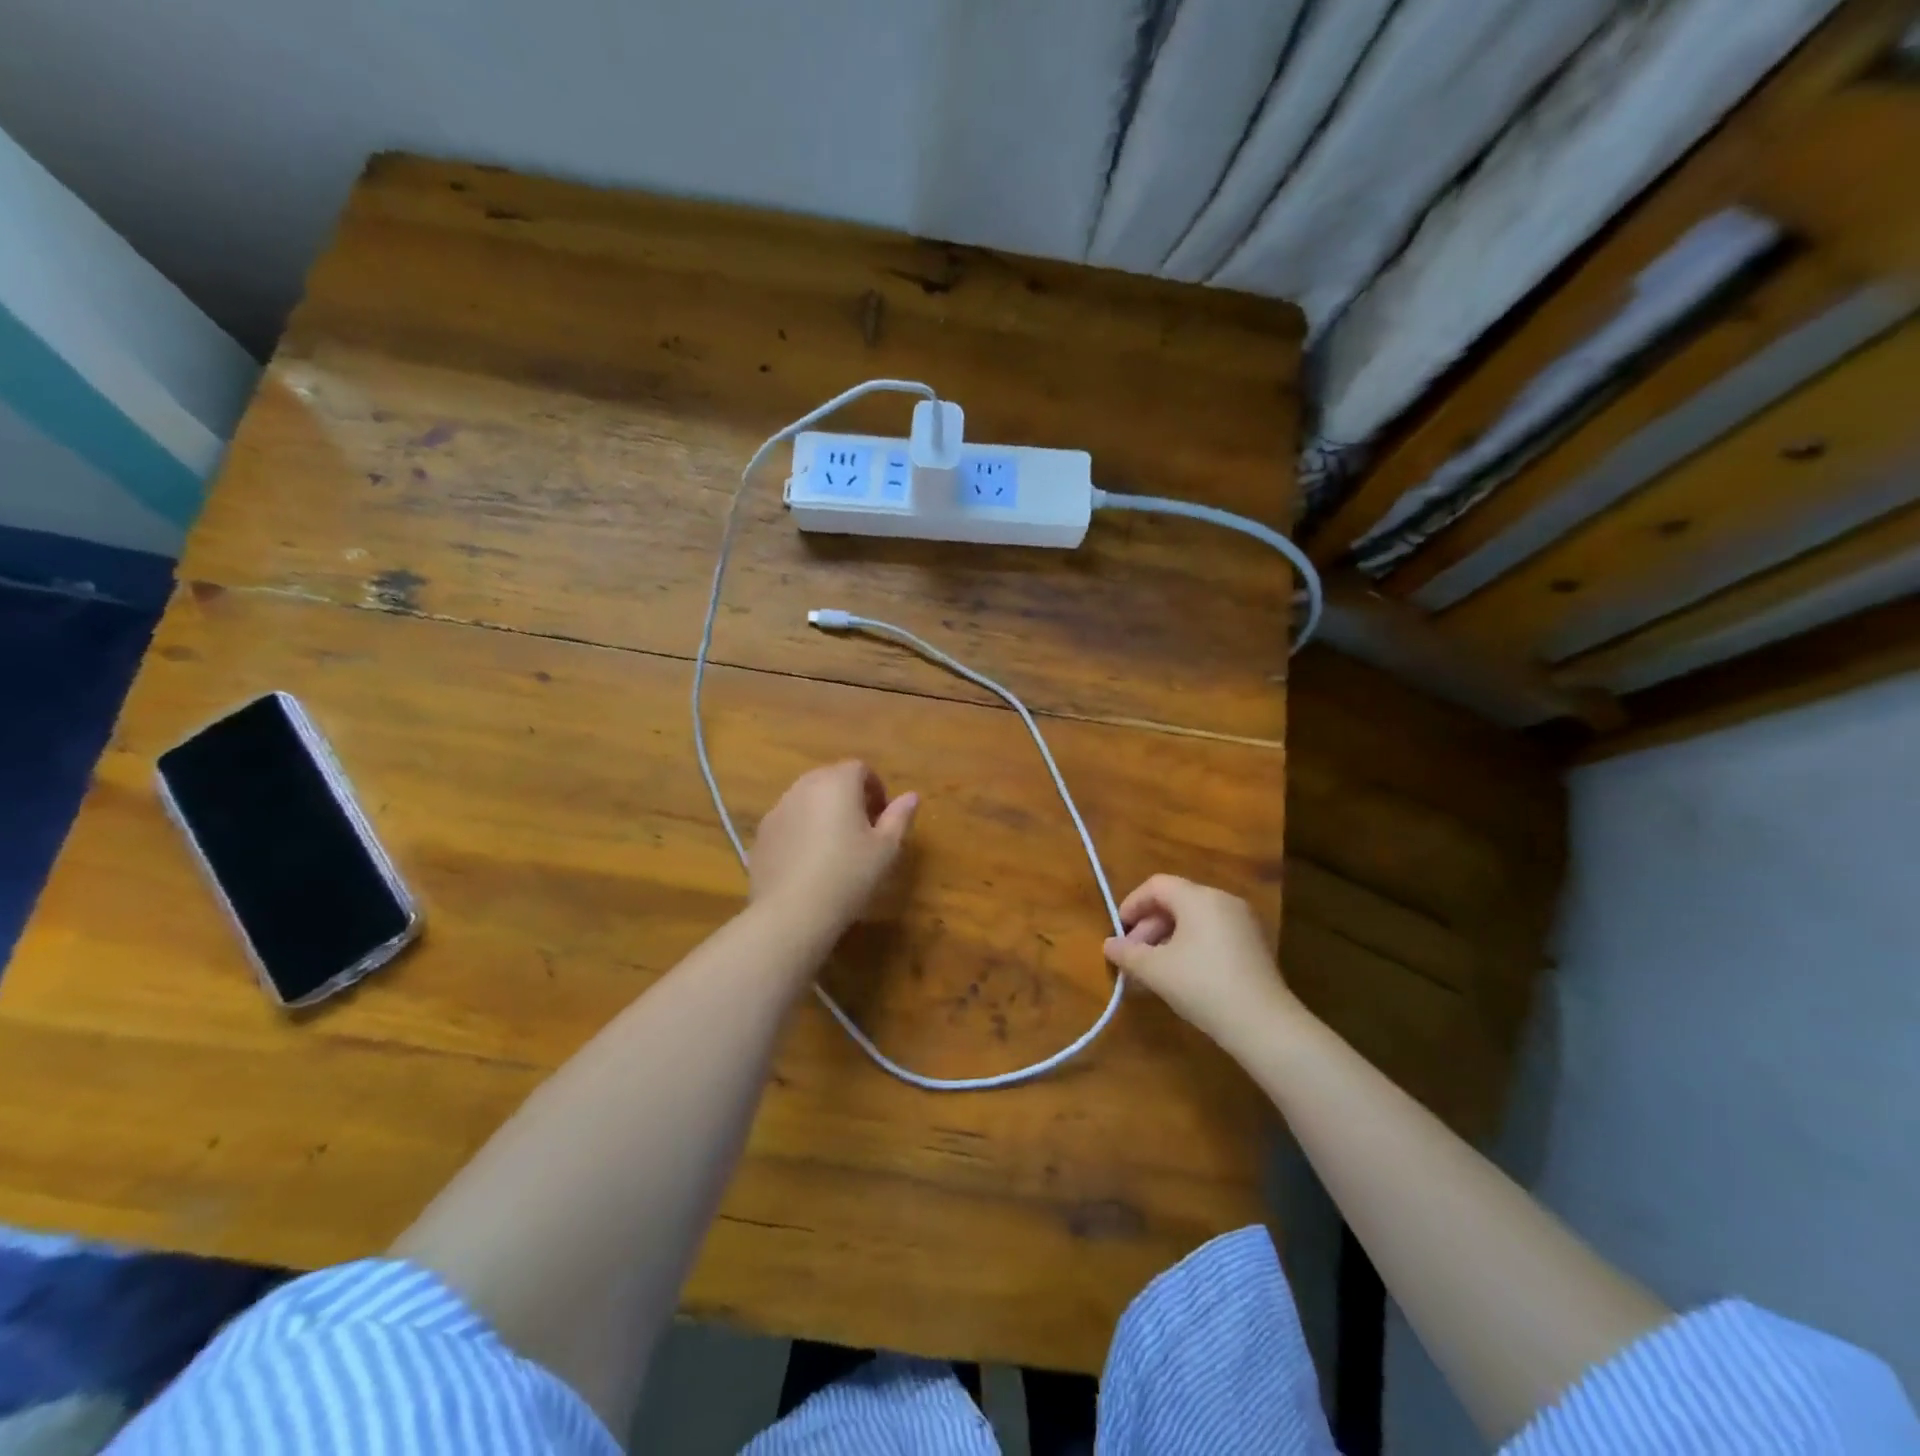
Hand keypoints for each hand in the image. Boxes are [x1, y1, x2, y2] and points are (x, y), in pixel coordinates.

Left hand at [749, 761, 917, 932]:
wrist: (791, 912)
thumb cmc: (848, 875)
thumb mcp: (886, 849)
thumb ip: (899, 817)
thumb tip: (911, 796)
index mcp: (837, 783)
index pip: (860, 769)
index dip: (876, 788)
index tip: (883, 817)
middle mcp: (804, 787)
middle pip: (831, 779)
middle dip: (849, 797)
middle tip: (863, 831)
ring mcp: (778, 809)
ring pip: (807, 800)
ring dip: (824, 813)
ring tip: (835, 848)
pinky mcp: (761, 835)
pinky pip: (789, 822)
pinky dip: (802, 831)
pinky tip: (809, 864)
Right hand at [1102, 875, 1301, 1050]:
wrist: (1264, 1025)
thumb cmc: (1202, 986)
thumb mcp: (1155, 970)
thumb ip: (1127, 953)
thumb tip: (1109, 945)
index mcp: (1199, 898)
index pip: (1157, 885)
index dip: (1132, 904)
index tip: (1118, 931)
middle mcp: (1223, 901)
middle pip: (1176, 901)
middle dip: (1148, 927)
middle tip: (1133, 956)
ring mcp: (1243, 922)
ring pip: (1194, 920)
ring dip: (1167, 939)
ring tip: (1152, 970)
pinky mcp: (1254, 945)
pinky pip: (1212, 934)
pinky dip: (1190, 946)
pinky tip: (1180, 975)